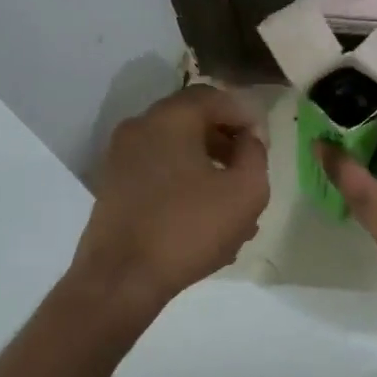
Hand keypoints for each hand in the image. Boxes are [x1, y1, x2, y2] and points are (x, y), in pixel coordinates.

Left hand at [70, 84, 269, 314]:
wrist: (120, 279)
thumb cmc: (189, 229)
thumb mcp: (246, 191)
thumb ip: (255, 154)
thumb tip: (248, 139)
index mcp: (170, 118)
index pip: (215, 97)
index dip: (245, 116)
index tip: (263, 145)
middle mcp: (140, 127)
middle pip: (193, 121)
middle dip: (226, 142)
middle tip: (249, 169)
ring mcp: (121, 157)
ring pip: (176, 149)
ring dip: (207, 166)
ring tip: (232, 202)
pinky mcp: (113, 186)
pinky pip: (158, 171)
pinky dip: (183, 182)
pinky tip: (204, 217)